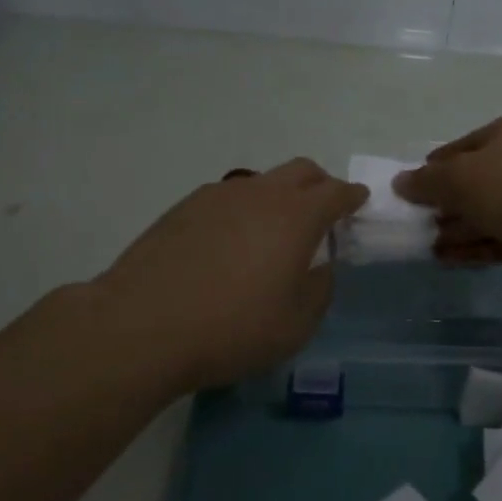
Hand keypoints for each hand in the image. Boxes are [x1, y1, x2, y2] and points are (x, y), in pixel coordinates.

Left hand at [89, 159, 367, 390]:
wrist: (143, 325)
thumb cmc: (232, 329)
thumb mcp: (295, 325)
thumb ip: (319, 290)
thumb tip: (320, 267)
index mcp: (295, 216)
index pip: (335, 192)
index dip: (352, 195)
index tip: (359, 200)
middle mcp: (260, 193)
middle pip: (300, 171)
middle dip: (320, 185)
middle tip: (324, 211)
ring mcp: (218, 195)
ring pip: (262, 182)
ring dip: (279, 196)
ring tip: (273, 232)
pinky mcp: (184, 207)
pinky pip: (228, 197)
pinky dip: (244, 209)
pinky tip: (231, 242)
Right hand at [391, 114, 501, 291]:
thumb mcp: (459, 177)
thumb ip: (425, 182)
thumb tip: (399, 182)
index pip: (458, 149)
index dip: (431, 169)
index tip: (409, 191)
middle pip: (470, 182)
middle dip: (441, 203)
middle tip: (414, 221)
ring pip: (481, 213)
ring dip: (452, 228)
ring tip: (423, 244)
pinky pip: (493, 239)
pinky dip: (469, 247)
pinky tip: (443, 258)